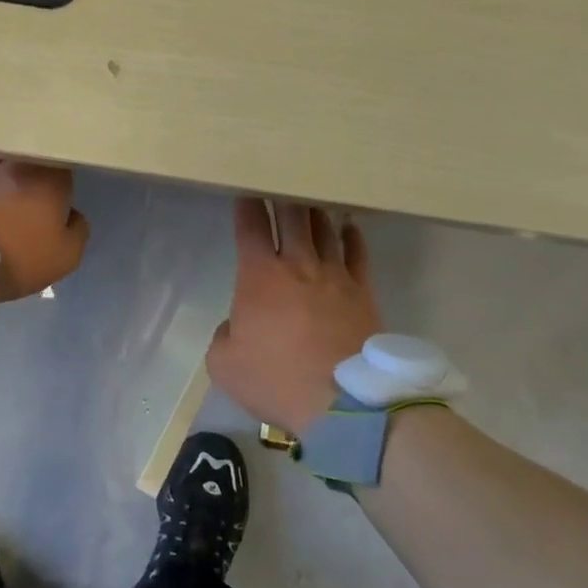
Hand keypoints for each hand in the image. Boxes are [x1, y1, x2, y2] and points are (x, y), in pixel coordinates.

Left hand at [0, 153, 89, 302]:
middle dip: (30, 168)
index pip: (64, 162)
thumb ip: (78, 230)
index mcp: (50, 177)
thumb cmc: (15, 259)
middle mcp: (17, 159)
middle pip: (30, 152)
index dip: (60, 178)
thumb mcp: (64, 258)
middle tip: (25, 190)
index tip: (56, 194)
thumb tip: (72, 214)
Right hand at [207, 199, 381, 433]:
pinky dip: (352, 236)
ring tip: (311, 201)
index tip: (245, 192)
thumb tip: (237, 324)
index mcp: (260, 276)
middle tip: (280, 184)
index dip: (247, 206)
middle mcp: (298, 264)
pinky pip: (358, 254)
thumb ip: (224, 335)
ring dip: (315, 212)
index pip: (251, 227)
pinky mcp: (363, 292)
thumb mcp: (225, 365)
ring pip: (325, 229)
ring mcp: (335, 275)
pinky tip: (349, 228)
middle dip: (283, 196)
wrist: (342, 403)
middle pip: (292, 216)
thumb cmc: (276, 380)